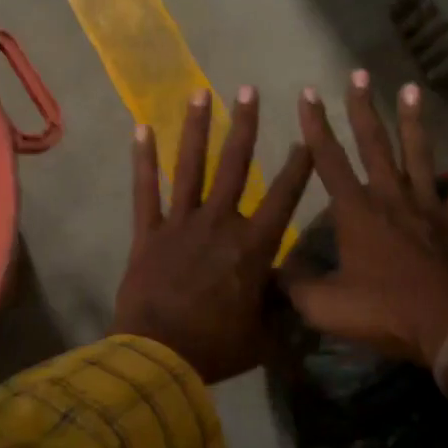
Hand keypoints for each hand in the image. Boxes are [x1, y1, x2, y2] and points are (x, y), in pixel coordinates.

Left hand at [113, 87, 312, 382]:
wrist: (159, 357)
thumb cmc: (216, 348)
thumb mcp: (263, 336)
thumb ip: (281, 310)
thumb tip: (298, 296)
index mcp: (252, 246)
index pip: (283, 197)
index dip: (298, 166)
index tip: (306, 136)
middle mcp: (219, 223)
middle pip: (235, 165)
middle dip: (244, 125)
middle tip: (249, 90)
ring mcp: (181, 223)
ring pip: (191, 166)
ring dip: (196, 127)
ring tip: (200, 92)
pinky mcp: (149, 232)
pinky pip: (146, 190)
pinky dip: (143, 159)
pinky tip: (141, 128)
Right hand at [286, 72, 447, 366]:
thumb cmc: (385, 313)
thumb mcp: (326, 307)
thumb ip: (295, 287)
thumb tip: (270, 273)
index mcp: (357, 212)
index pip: (330, 160)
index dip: (316, 126)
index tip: (308, 92)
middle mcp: (391, 198)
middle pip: (375, 144)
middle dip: (363, 108)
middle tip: (359, 73)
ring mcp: (429, 207)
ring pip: (419, 154)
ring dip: (414, 121)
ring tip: (410, 88)